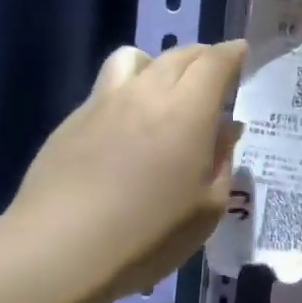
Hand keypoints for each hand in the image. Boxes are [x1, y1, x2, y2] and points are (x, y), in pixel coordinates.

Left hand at [1, 40, 244, 302]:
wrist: (60, 249)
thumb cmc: (149, 234)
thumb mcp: (207, 208)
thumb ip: (221, 159)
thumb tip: (226, 129)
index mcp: (187, 110)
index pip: (214, 62)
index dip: (231, 53)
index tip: (241, 53)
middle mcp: (146, 93)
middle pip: (178, 54)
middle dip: (201, 57)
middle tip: (213, 74)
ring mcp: (105, 102)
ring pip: (134, 58)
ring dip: (157, 63)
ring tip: (163, 89)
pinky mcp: (73, 119)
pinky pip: (108, 86)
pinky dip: (127, 90)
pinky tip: (126, 124)